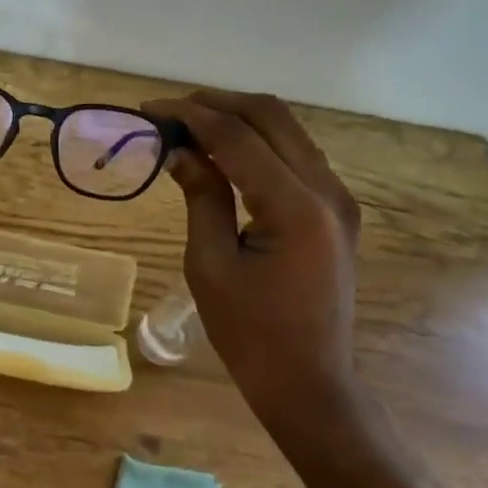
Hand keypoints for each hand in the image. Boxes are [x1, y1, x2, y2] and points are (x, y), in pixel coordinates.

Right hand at [142, 90, 362, 411]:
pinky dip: (256, 140)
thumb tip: (177, 149)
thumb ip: (200, 195)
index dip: (190, 115)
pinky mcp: (336, 208)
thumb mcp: (210, 264)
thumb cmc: (250, 334)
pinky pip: (295, 152)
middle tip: (169, 113)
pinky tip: (223, 151)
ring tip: (189, 126)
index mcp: (296, 208)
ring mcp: (338, 197)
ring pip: (286, 128)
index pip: (237, 137)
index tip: (149, 109)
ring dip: (237, 118)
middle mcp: (327, 191)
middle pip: (270, 116)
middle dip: (215, 105)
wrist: (309, 383)